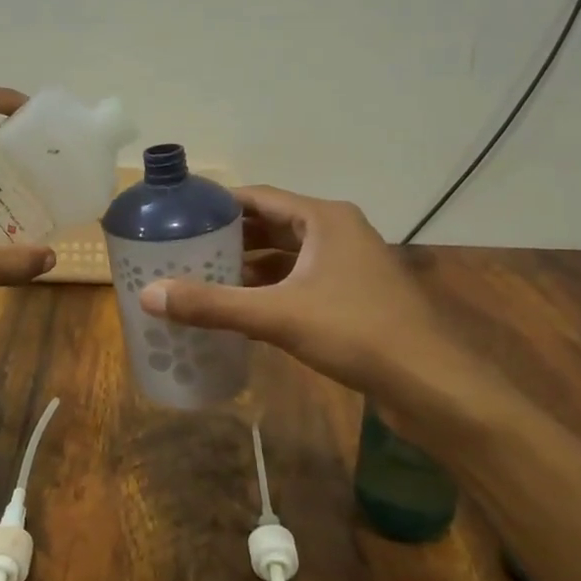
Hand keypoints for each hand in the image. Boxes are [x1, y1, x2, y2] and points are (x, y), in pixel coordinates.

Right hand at [137, 186, 491, 411]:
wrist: (433, 384)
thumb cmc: (357, 332)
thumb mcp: (278, 316)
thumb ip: (213, 305)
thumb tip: (148, 295)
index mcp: (324, 218)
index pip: (259, 196)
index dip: (218, 203)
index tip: (179, 215)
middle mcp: (338, 232)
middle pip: (272, 224)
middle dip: (230, 237)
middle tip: (184, 249)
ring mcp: (350, 265)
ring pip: (288, 255)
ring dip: (250, 265)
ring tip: (205, 277)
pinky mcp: (355, 296)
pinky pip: (302, 280)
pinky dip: (272, 288)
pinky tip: (244, 307)